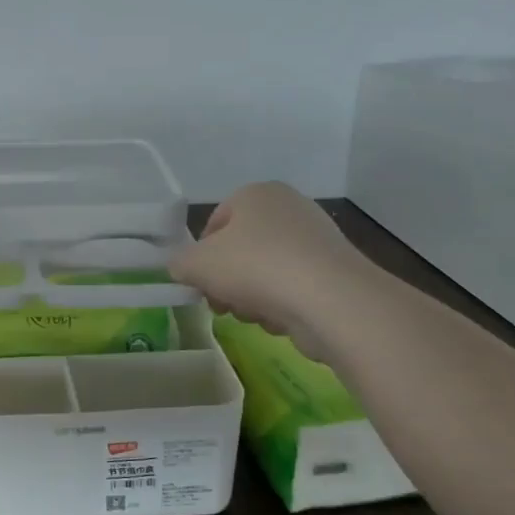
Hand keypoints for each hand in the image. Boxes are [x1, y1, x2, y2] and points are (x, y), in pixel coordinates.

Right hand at [170, 182, 370, 350]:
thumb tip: (183, 269)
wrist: (331, 300)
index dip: (200, 256)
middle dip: (227, 281)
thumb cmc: (256, 267)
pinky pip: (293, 289)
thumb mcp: (196, 264)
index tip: (199, 283)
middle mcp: (289, 208)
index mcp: (256, 194)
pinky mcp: (335, 272)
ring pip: (265, 273)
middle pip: (240, 250)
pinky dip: (282, 305)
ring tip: (253, 315)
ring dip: (251, 297)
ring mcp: (317, 240)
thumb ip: (180, 264)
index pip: (214, 222)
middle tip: (221, 305)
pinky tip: (281, 320)